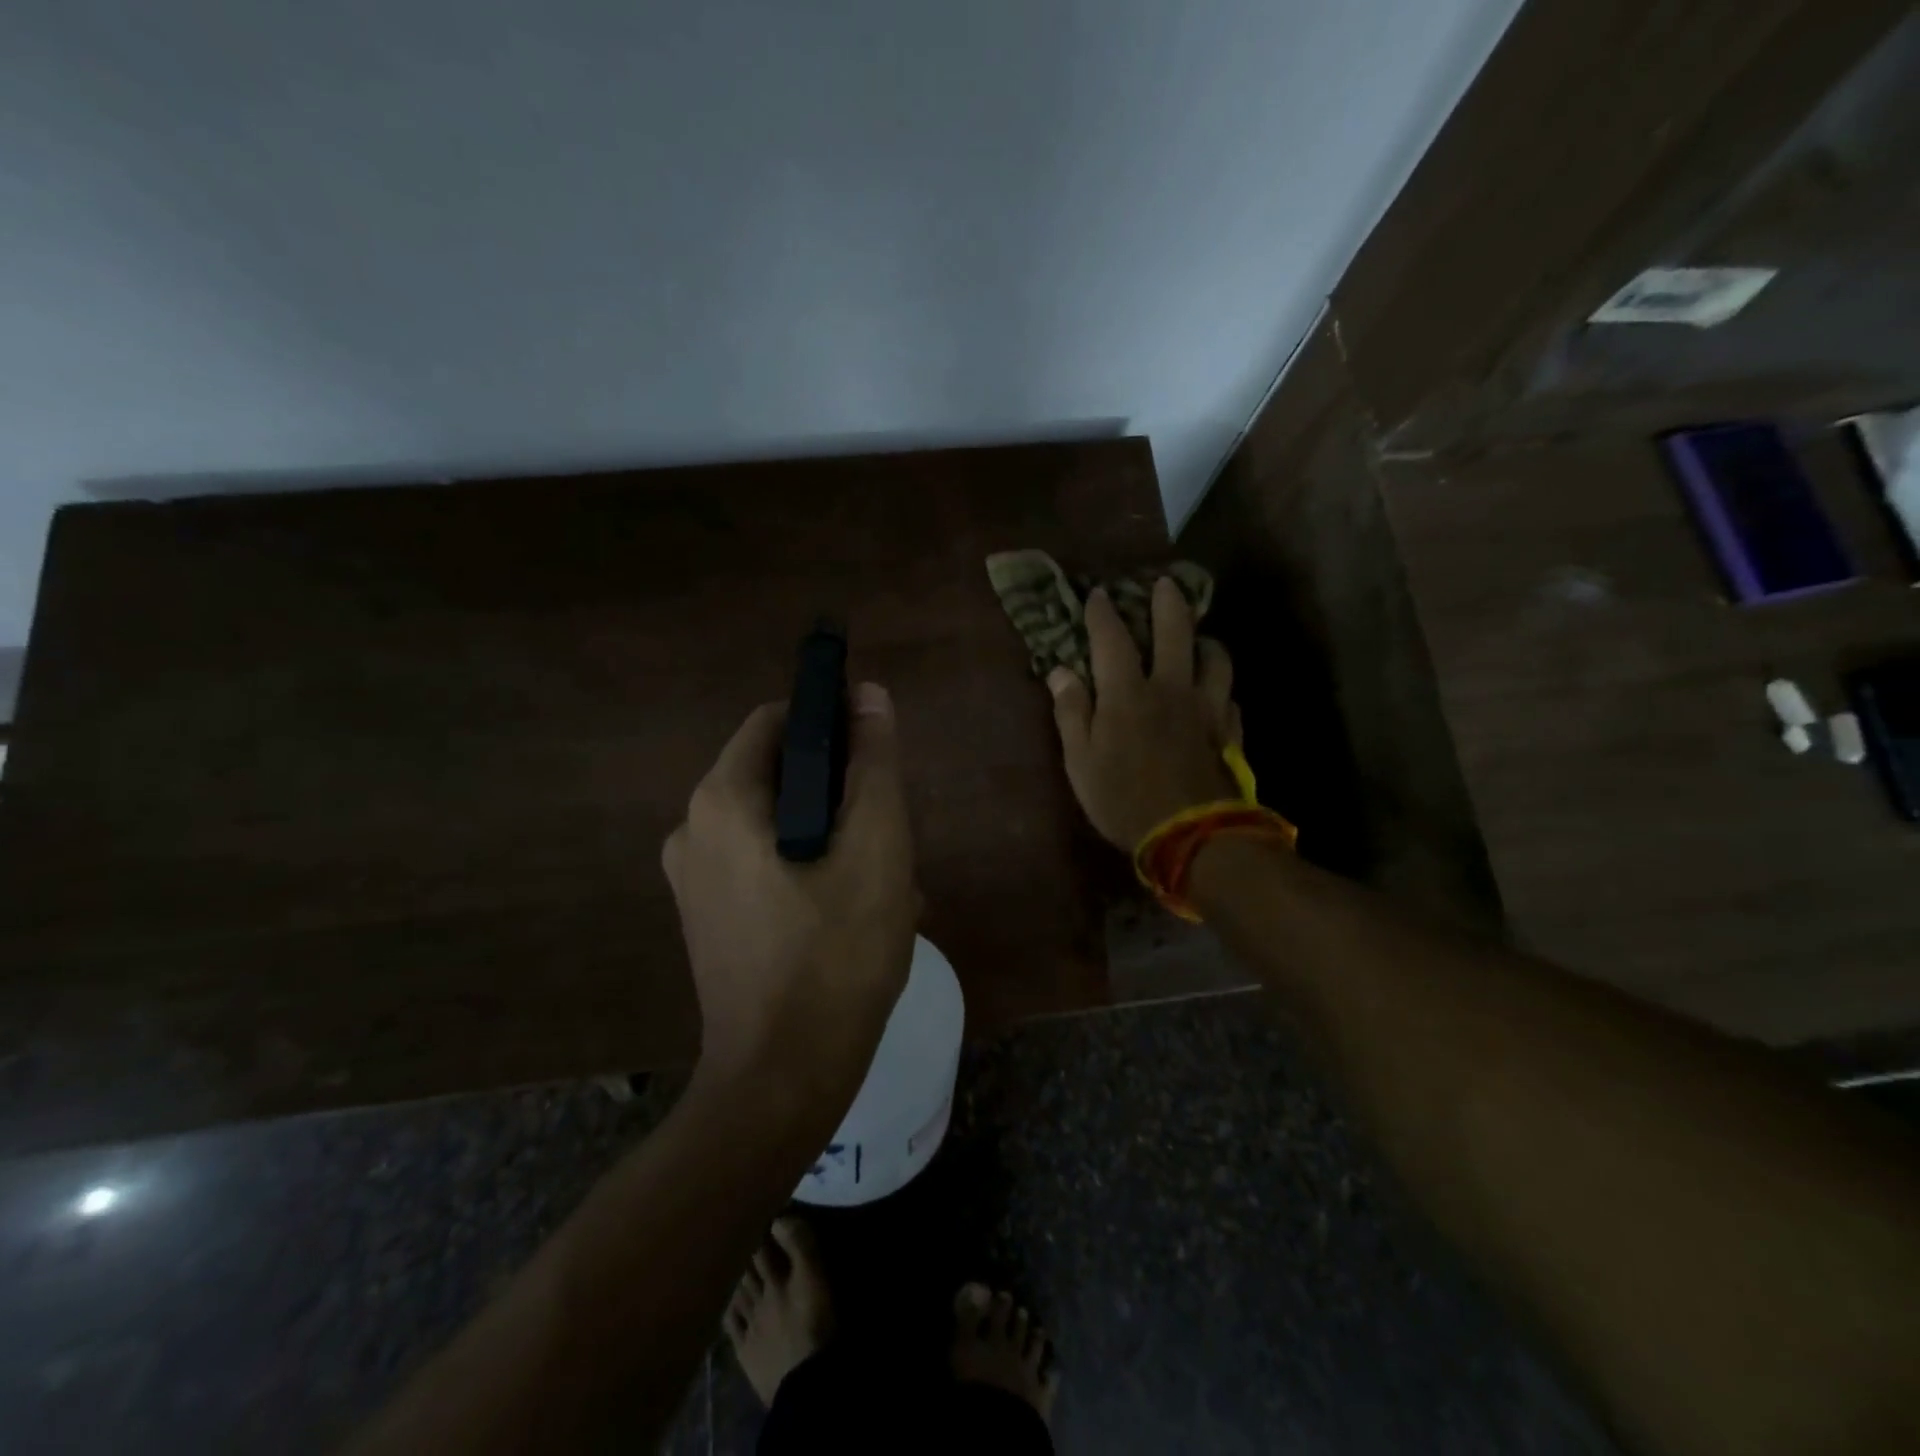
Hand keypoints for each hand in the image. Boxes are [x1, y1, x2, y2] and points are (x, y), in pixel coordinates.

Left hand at [662, 683, 918, 1091]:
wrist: (782, 1080)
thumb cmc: (836, 954)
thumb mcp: (875, 846)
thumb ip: (874, 763)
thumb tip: (869, 694)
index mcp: (722, 800)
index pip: (777, 721)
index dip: (832, 722)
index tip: (878, 756)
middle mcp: (693, 829)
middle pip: (780, 775)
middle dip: (842, 794)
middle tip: (891, 835)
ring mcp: (695, 880)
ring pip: (780, 824)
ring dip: (836, 838)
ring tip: (885, 884)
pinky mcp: (708, 919)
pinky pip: (765, 866)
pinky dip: (811, 870)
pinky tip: (855, 914)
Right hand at [1048, 578, 1241, 848]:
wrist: (1190, 835)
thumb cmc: (1122, 799)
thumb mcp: (1080, 761)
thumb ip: (1071, 712)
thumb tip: (1061, 671)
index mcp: (1128, 693)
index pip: (1112, 639)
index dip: (1102, 613)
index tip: (1097, 595)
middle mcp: (1171, 688)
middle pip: (1176, 632)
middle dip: (1168, 602)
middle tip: (1165, 584)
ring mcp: (1206, 708)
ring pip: (1215, 658)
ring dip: (1206, 641)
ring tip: (1199, 639)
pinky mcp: (1229, 732)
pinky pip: (1230, 698)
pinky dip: (1221, 689)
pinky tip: (1216, 695)